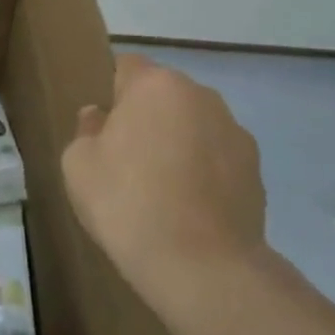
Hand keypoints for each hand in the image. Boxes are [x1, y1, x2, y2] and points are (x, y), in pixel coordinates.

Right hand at [63, 55, 268, 319]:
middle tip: (127, 159)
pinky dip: (205, 171)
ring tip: (163, 189)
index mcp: (155, 85)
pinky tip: (190, 208)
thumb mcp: (78, 165)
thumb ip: (86, 130)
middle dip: (147, 117)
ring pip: (194, 124)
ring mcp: (235, 131)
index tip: (104, 127)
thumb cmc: (128, 204)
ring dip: (179, 142)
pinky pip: (218, 157)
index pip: (127, 66)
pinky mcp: (257, 169)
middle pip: (163, 95)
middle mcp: (201, 95)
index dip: (112, 93)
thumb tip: (100, 118)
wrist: (202, 268)